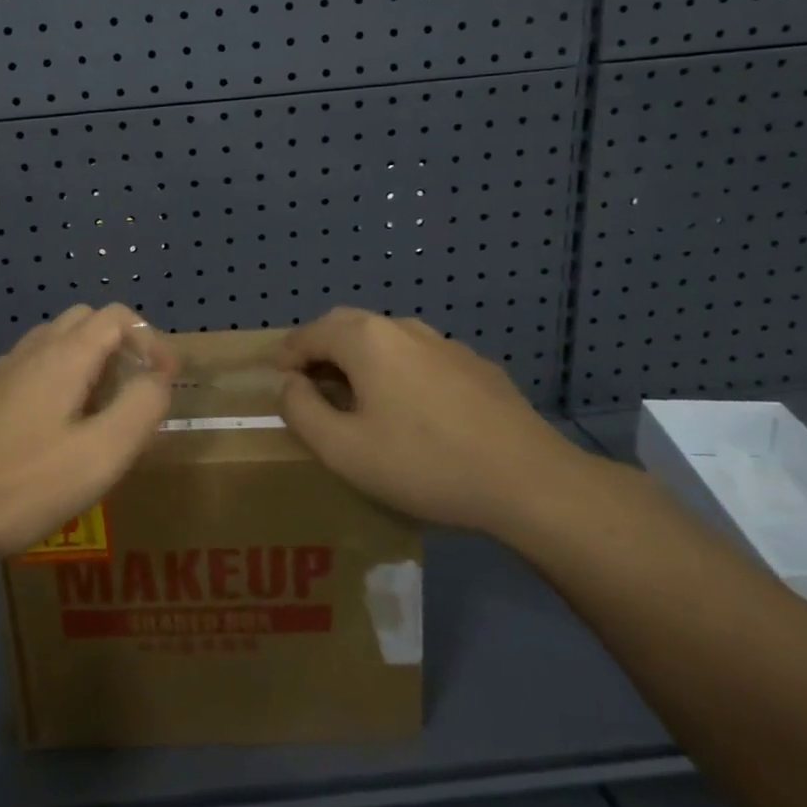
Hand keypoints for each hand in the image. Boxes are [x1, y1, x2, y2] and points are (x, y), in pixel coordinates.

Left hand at [0, 304, 175, 564]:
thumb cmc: (23, 483)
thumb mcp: (100, 454)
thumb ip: (140, 409)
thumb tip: (158, 379)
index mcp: (64, 355)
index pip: (118, 317)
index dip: (151, 340)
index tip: (166, 381)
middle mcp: (33, 350)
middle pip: (87, 321)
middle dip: (123, 346)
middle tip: (137, 391)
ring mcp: (4, 372)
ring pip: (59, 342)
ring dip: (92, 361)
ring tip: (104, 410)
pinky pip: (36, 366)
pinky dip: (64, 377)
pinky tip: (61, 426)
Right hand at [277, 309, 583, 535]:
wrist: (529, 481)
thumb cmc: (424, 464)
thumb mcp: (343, 450)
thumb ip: (301, 411)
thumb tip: (288, 384)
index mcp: (365, 339)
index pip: (308, 334)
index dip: (286, 356)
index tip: (277, 380)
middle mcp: (402, 328)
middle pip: (346, 325)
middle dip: (320, 348)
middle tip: (308, 382)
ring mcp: (443, 343)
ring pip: (386, 339)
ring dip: (359, 357)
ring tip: (356, 395)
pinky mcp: (475, 365)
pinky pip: (420, 357)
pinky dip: (397, 370)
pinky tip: (411, 408)